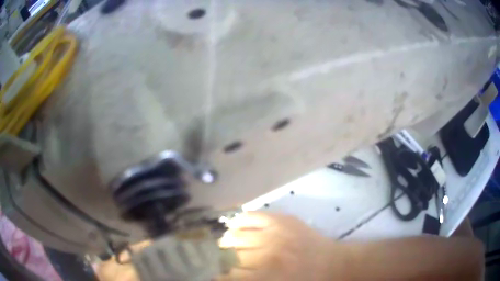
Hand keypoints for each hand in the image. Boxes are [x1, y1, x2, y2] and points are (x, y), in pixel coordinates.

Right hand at [218, 212, 345, 280]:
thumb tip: (228, 276)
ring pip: (236, 235)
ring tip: (224, 244)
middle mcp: (267, 255)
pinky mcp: (281, 220)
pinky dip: (239, 220)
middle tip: (219, 260)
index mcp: (266, 277)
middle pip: (231, 255)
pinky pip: (251, 216)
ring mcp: (274, 234)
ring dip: (226, 241)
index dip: (218, 275)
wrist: (333, 264)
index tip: (214, 274)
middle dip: (220, 259)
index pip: (230, 276)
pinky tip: (235, 225)